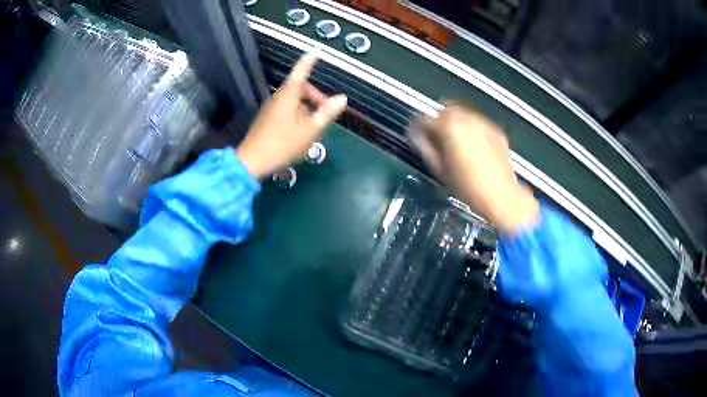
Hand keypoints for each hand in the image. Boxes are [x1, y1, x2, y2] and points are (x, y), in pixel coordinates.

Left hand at [236, 54, 347, 178]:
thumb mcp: (310, 130)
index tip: (315, 53)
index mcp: (289, 95)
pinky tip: (300, 135)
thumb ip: (327, 113)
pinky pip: (286, 112)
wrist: (252, 162)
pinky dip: (297, 118)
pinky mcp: (266, 120)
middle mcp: (278, 98)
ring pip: (294, 103)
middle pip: (301, 90)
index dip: (309, 63)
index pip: (301, 73)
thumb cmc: (283, 144)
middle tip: (325, 116)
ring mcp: (270, 109)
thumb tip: (342, 98)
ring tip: (313, 131)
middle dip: (316, 99)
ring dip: (307, 111)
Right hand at [409, 104, 539, 233]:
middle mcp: (466, 118)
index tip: (419, 137)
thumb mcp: (439, 169)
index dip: (418, 129)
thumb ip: (424, 147)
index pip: (424, 118)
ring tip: (455, 143)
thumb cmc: (468, 187)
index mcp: (449, 126)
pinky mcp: (495, 130)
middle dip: (438, 122)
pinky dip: (470, 130)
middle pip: (444, 111)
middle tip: (437, 140)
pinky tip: (472, 147)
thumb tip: (416, 136)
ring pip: (461, 114)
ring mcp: (482, 123)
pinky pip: (476, 124)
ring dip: (454, 124)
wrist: (501, 195)